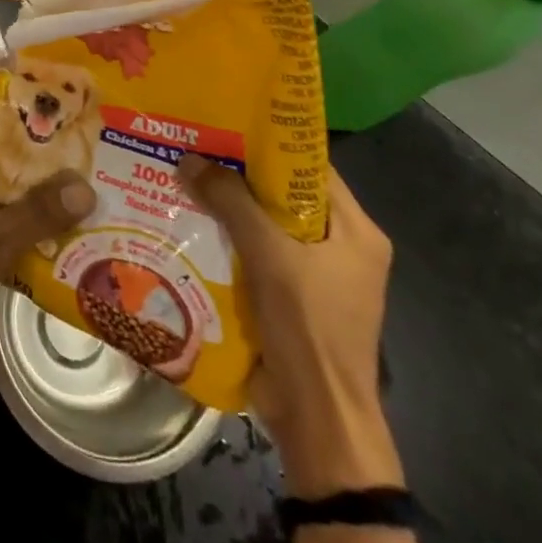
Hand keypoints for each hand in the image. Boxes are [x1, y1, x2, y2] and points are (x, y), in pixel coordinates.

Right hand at [177, 156, 401, 496]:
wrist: (317, 418)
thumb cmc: (308, 326)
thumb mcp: (270, 254)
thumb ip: (231, 202)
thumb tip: (189, 158)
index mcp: (356, 230)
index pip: (312, 167)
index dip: (271, 143)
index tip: (226, 124)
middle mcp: (342, 248)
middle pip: (286, 196)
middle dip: (240, 176)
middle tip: (196, 148)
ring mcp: (318, 277)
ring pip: (268, 226)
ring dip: (229, 210)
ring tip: (184, 180)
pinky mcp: (293, 300)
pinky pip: (258, 256)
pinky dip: (230, 242)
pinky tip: (191, 226)